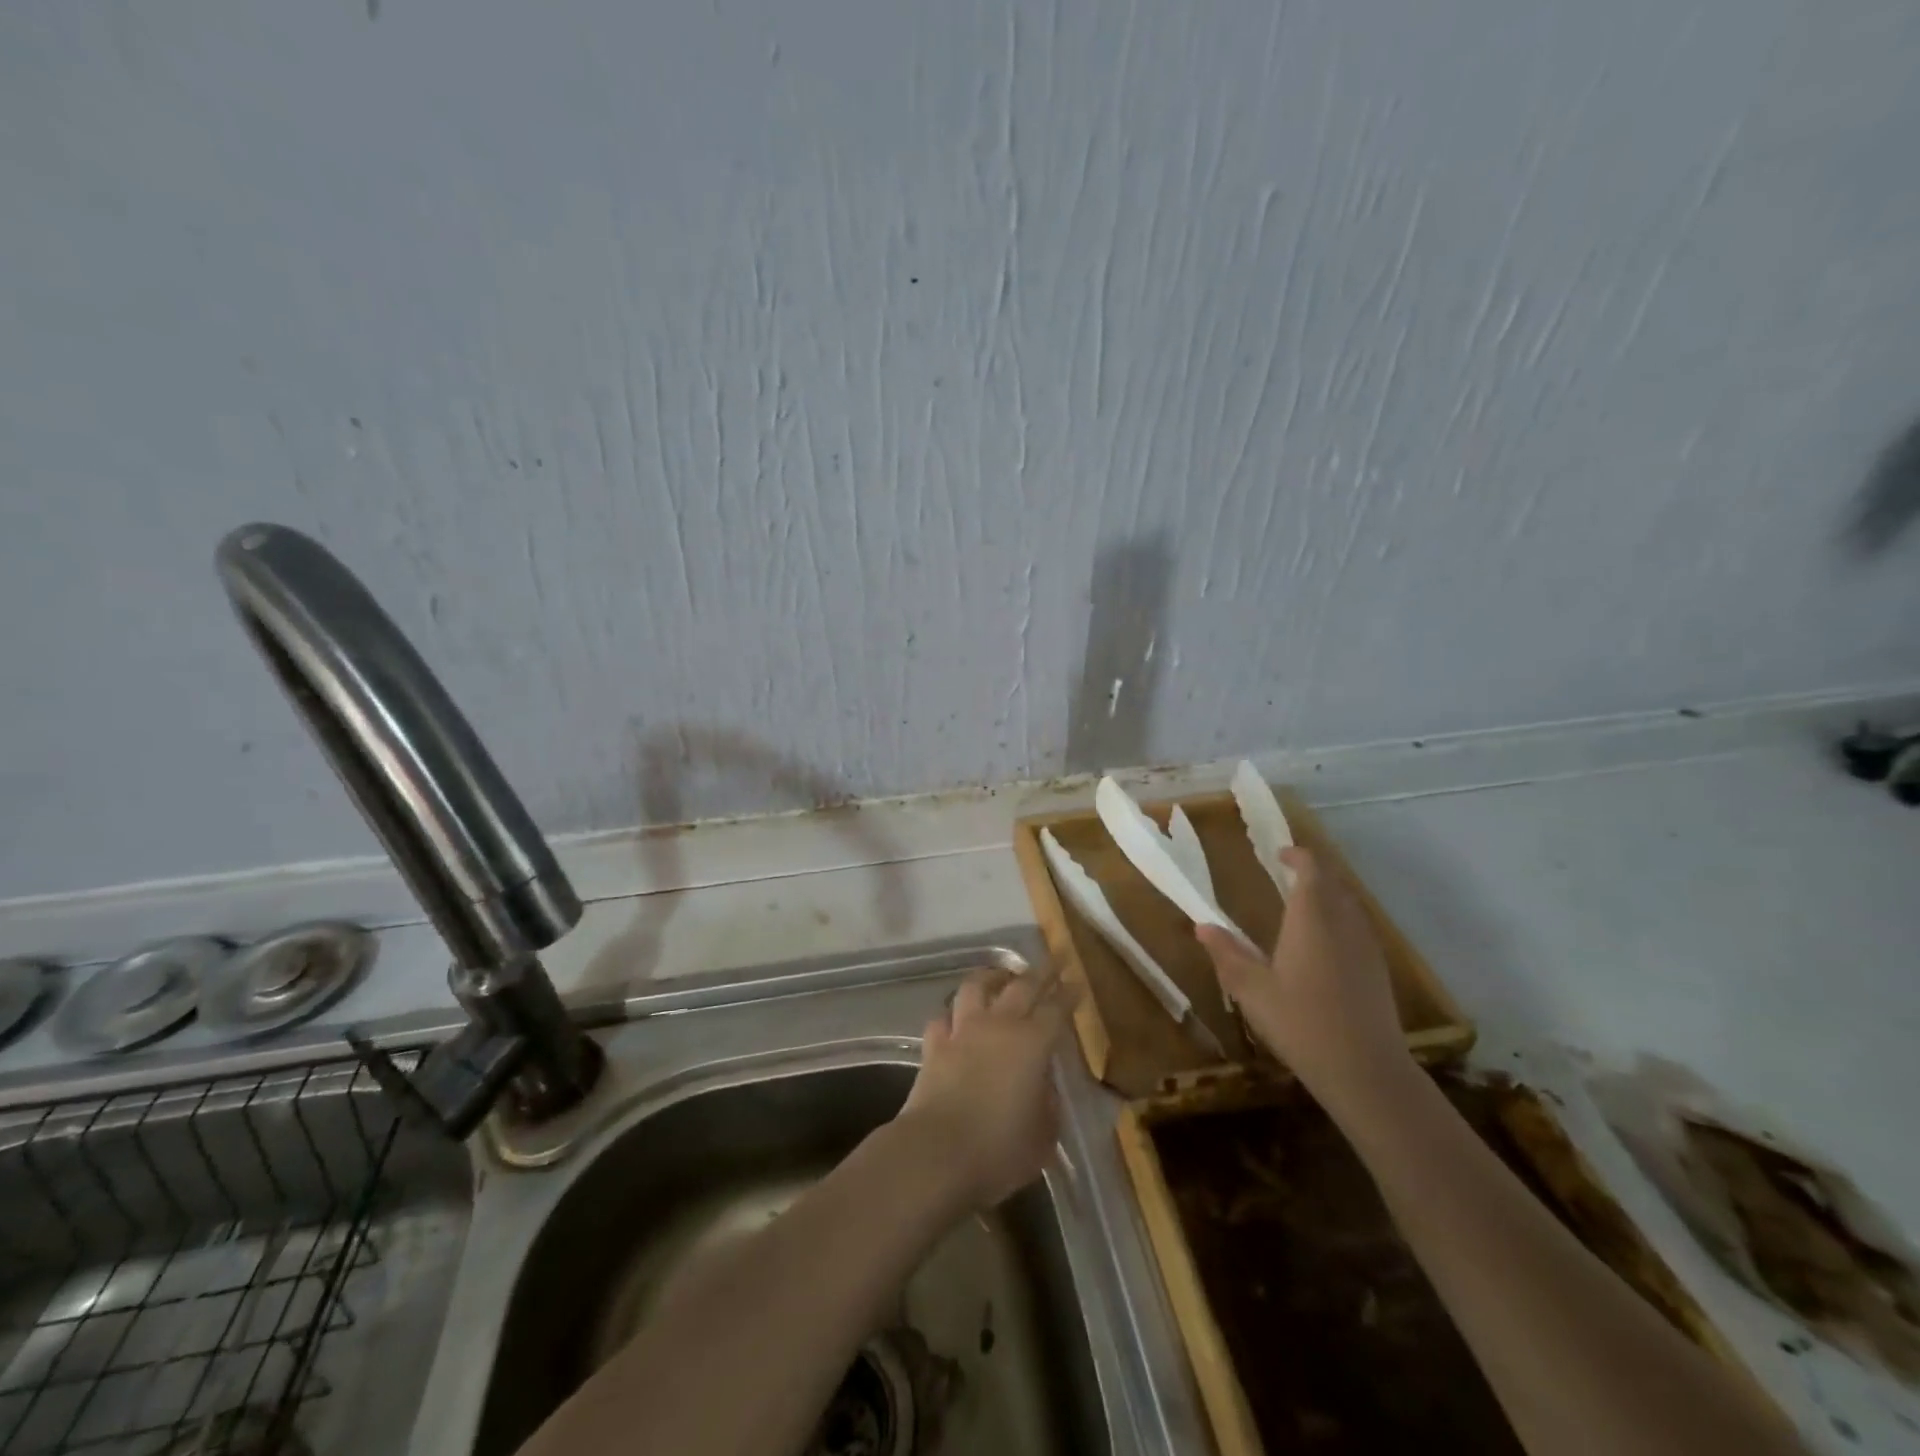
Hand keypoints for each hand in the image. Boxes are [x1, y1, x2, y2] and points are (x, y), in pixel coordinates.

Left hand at [898, 968, 1073, 1211]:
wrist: (937, 1152)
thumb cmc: (999, 1148)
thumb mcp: (1043, 1135)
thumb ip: (1048, 1105)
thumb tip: (1043, 1087)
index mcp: (1032, 1044)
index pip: (1056, 1009)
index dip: (1068, 994)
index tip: (1076, 981)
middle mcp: (998, 1026)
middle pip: (1021, 987)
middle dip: (1040, 973)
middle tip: (1052, 961)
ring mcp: (962, 1032)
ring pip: (976, 987)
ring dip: (991, 977)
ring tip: (1000, 976)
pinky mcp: (934, 1046)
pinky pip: (942, 1018)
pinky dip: (952, 1014)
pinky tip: (955, 1017)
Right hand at [1196, 847, 1412, 1116]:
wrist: (1365, 1070)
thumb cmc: (1300, 1021)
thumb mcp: (1251, 989)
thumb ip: (1227, 954)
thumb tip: (1202, 926)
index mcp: (1311, 918)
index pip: (1311, 870)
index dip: (1297, 856)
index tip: (1280, 855)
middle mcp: (1343, 923)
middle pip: (1334, 883)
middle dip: (1313, 874)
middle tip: (1288, 876)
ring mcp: (1366, 947)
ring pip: (1350, 906)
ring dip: (1329, 896)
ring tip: (1304, 907)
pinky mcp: (1378, 971)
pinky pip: (1359, 928)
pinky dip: (1341, 921)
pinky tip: (1325, 946)